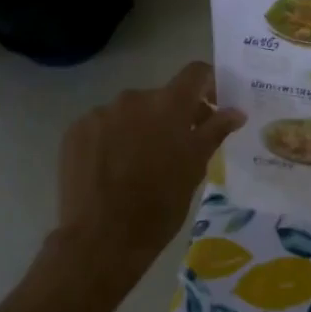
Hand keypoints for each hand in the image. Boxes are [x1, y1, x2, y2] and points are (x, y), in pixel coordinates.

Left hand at [52, 62, 243, 282]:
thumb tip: (235, 111)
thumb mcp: (195, 168)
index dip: (208, 84)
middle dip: (173, 116)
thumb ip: (215, 131)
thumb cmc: (160, 204)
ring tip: (141, 165)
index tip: (213, 106)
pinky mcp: (75, 132)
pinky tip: (113, 170)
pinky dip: (112, 140)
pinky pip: (103, 126)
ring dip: (141, 128)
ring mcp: (100, 114)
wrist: (102, 237)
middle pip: (161, 97)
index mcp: (168, 105)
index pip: (195, 73)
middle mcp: (133, 99)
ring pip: (130, 113)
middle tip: (178, 148)